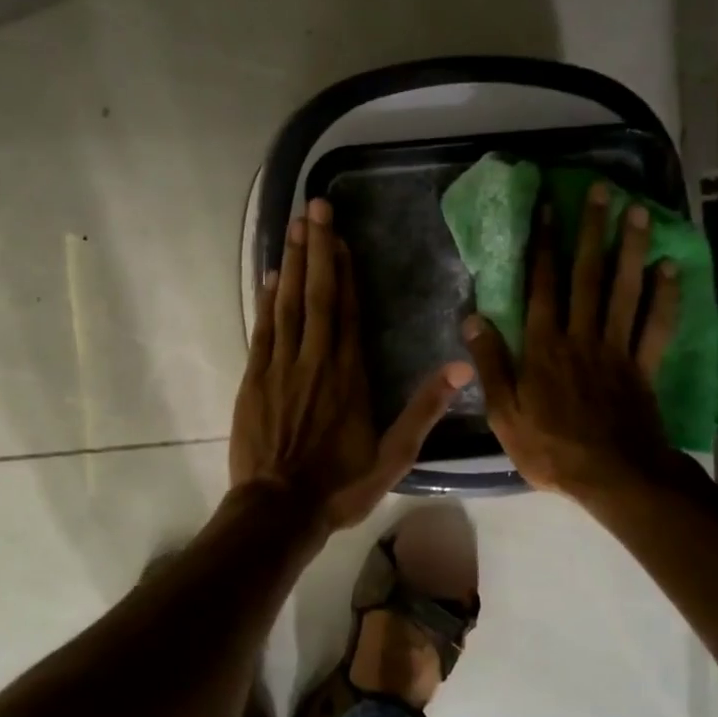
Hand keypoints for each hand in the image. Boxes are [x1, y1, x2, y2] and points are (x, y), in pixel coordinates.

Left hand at [231, 198, 471, 530]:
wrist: (279, 509)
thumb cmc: (339, 485)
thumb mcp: (393, 456)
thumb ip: (424, 409)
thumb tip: (462, 367)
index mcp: (350, 375)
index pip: (348, 310)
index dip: (344, 270)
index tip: (340, 236)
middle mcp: (317, 360)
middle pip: (317, 294)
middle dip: (316, 248)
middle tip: (314, 206)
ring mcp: (282, 366)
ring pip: (288, 303)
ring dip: (291, 262)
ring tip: (293, 225)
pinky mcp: (255, 379)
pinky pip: (263, 329)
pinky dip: (267, 300)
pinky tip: (270, 276)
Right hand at [461, 185, 699, 499]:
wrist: (613, 477)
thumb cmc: (550, 448)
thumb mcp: (504, 413)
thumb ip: (491, 363)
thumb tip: (473, 316)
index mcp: (544, 347)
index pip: (543, 286)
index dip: (546, 245)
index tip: (549, 208)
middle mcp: (581, 336)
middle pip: (588, 276)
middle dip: (592, 231)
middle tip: (601, 191)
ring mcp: (617, 349)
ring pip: (624, 290)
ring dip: (630, 248)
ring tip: (637, 211)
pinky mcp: (644, 366)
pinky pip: (657, 325)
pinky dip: (666, 295)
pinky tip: (670, 267)